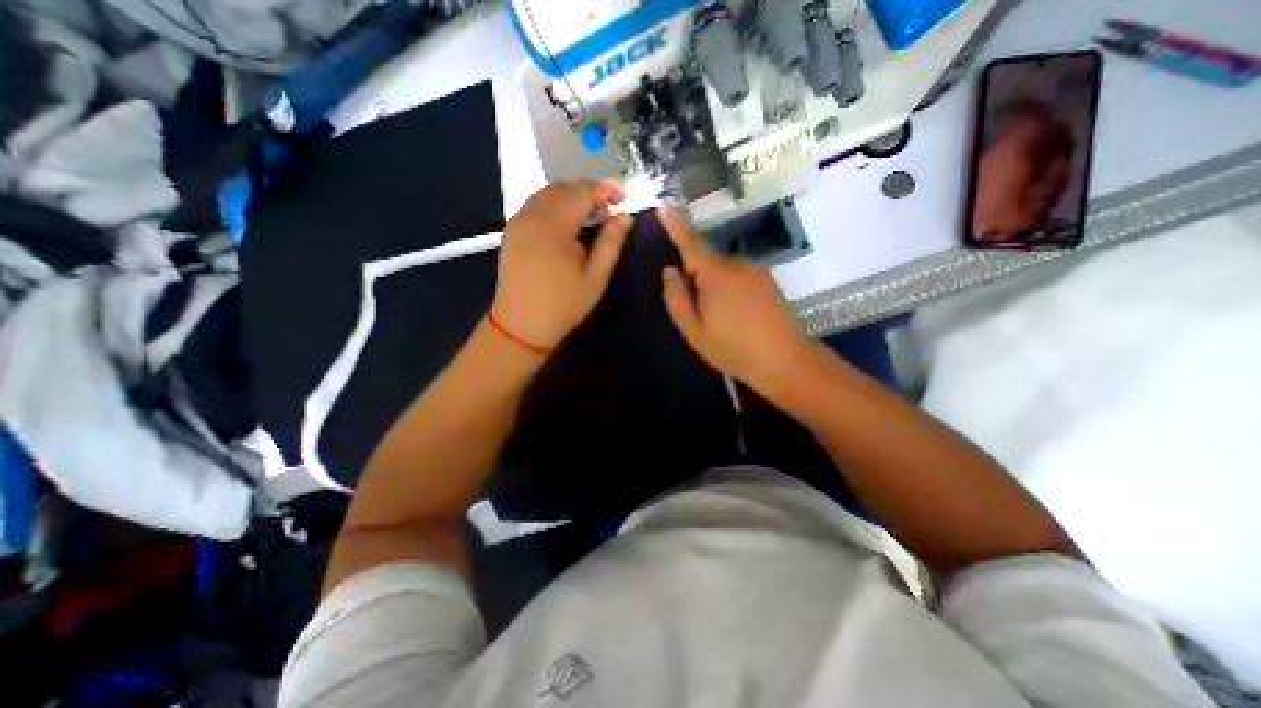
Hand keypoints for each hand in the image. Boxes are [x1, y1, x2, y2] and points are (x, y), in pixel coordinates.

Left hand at [490, 180, 629, 347]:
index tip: (623, 197)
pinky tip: (567, 225)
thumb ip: (611, 243)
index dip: (605, 189)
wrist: (520, 327)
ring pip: (547, 193)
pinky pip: (535, 205)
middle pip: (563, 188)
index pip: (581, 192)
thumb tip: (625, 216)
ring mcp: (517, 222)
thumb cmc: (563, 306)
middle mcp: (531, 216)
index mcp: (553, 227)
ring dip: (571, 197)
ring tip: (590, 217)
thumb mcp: (595, 278)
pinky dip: (555, 205)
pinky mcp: (511, 231)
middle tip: (608, 211)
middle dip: (589, 192)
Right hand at [661, 207, 817, 394]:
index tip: (662, 207)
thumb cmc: (734, 349)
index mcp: (715, 275)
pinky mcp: (768, 281)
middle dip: (695, 275)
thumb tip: (669, 271)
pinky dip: (729, 289)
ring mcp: (756, 272)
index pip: (690, 243)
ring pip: (723, 270)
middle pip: (706, 260)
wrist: (787, 362)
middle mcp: (737, 265)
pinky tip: (735, 316)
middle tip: (695, 310)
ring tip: (718, 320)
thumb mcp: (694, 331)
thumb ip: (677, 299)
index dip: (674, 225)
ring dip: (713, 286)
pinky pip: (738, 277)